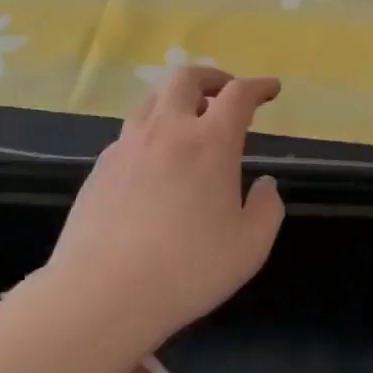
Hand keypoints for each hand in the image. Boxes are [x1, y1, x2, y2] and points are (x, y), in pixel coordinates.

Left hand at [48, 67, 284, 337]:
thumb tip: (265, 186)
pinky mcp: (101, 168)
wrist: (102, 295)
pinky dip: (151, 133)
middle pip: (186, 78)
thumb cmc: (187, 269)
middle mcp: (167, 130)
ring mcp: (128, 146)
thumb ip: (267, 209)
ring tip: (189, 123)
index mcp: (210, 142)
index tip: (271, 89)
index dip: (259, 86)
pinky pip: (130, 134)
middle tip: (226, 94)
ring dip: (177, 101)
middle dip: (212, 78)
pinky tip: (155, 163)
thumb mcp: (250, 246)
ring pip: (152, 100)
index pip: (238, 95)